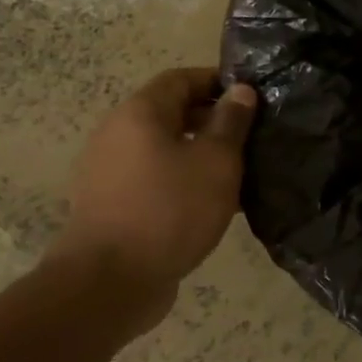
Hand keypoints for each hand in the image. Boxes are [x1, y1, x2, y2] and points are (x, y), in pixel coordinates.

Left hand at [48, 69, 256, 305]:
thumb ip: (231, 123)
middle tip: (252, 137)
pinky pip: (154, 179)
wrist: (110, 282)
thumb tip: (240, 90)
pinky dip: (183, 181)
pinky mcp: (111, 205)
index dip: (217, 82)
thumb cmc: (170, 210)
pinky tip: (212, 204)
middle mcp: (117, 135)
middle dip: (212, 120)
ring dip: (199, 154)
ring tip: (239, 173)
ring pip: (163, 149)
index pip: (180, 79)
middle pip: (169, 113)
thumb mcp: (216, 162)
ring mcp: (109, 172)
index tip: (252, 97)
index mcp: (139, 114)